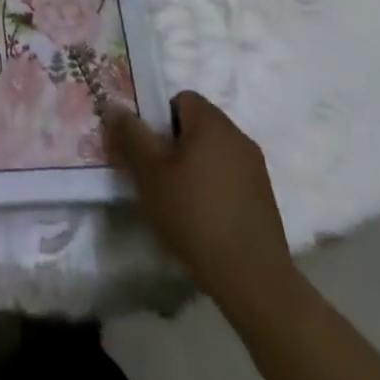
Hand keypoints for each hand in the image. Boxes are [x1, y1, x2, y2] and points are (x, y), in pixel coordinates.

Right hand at [106, 91, 295, 313]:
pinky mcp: (266, 198)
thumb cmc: (194, 215)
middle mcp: (237, 136)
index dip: (160, 119)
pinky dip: (216, 188)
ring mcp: (256, 168)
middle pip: (198, 125)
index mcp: (211, 121)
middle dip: (176, 143)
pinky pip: (232, 177)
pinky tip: (205, 218)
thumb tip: (113, 105)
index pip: (180, 98)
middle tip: (159, 174)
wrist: (253, 280)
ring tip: (181, 200)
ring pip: (215, 152)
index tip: (150, 149)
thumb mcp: (149, 173)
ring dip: (197, 166)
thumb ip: (130, 135)